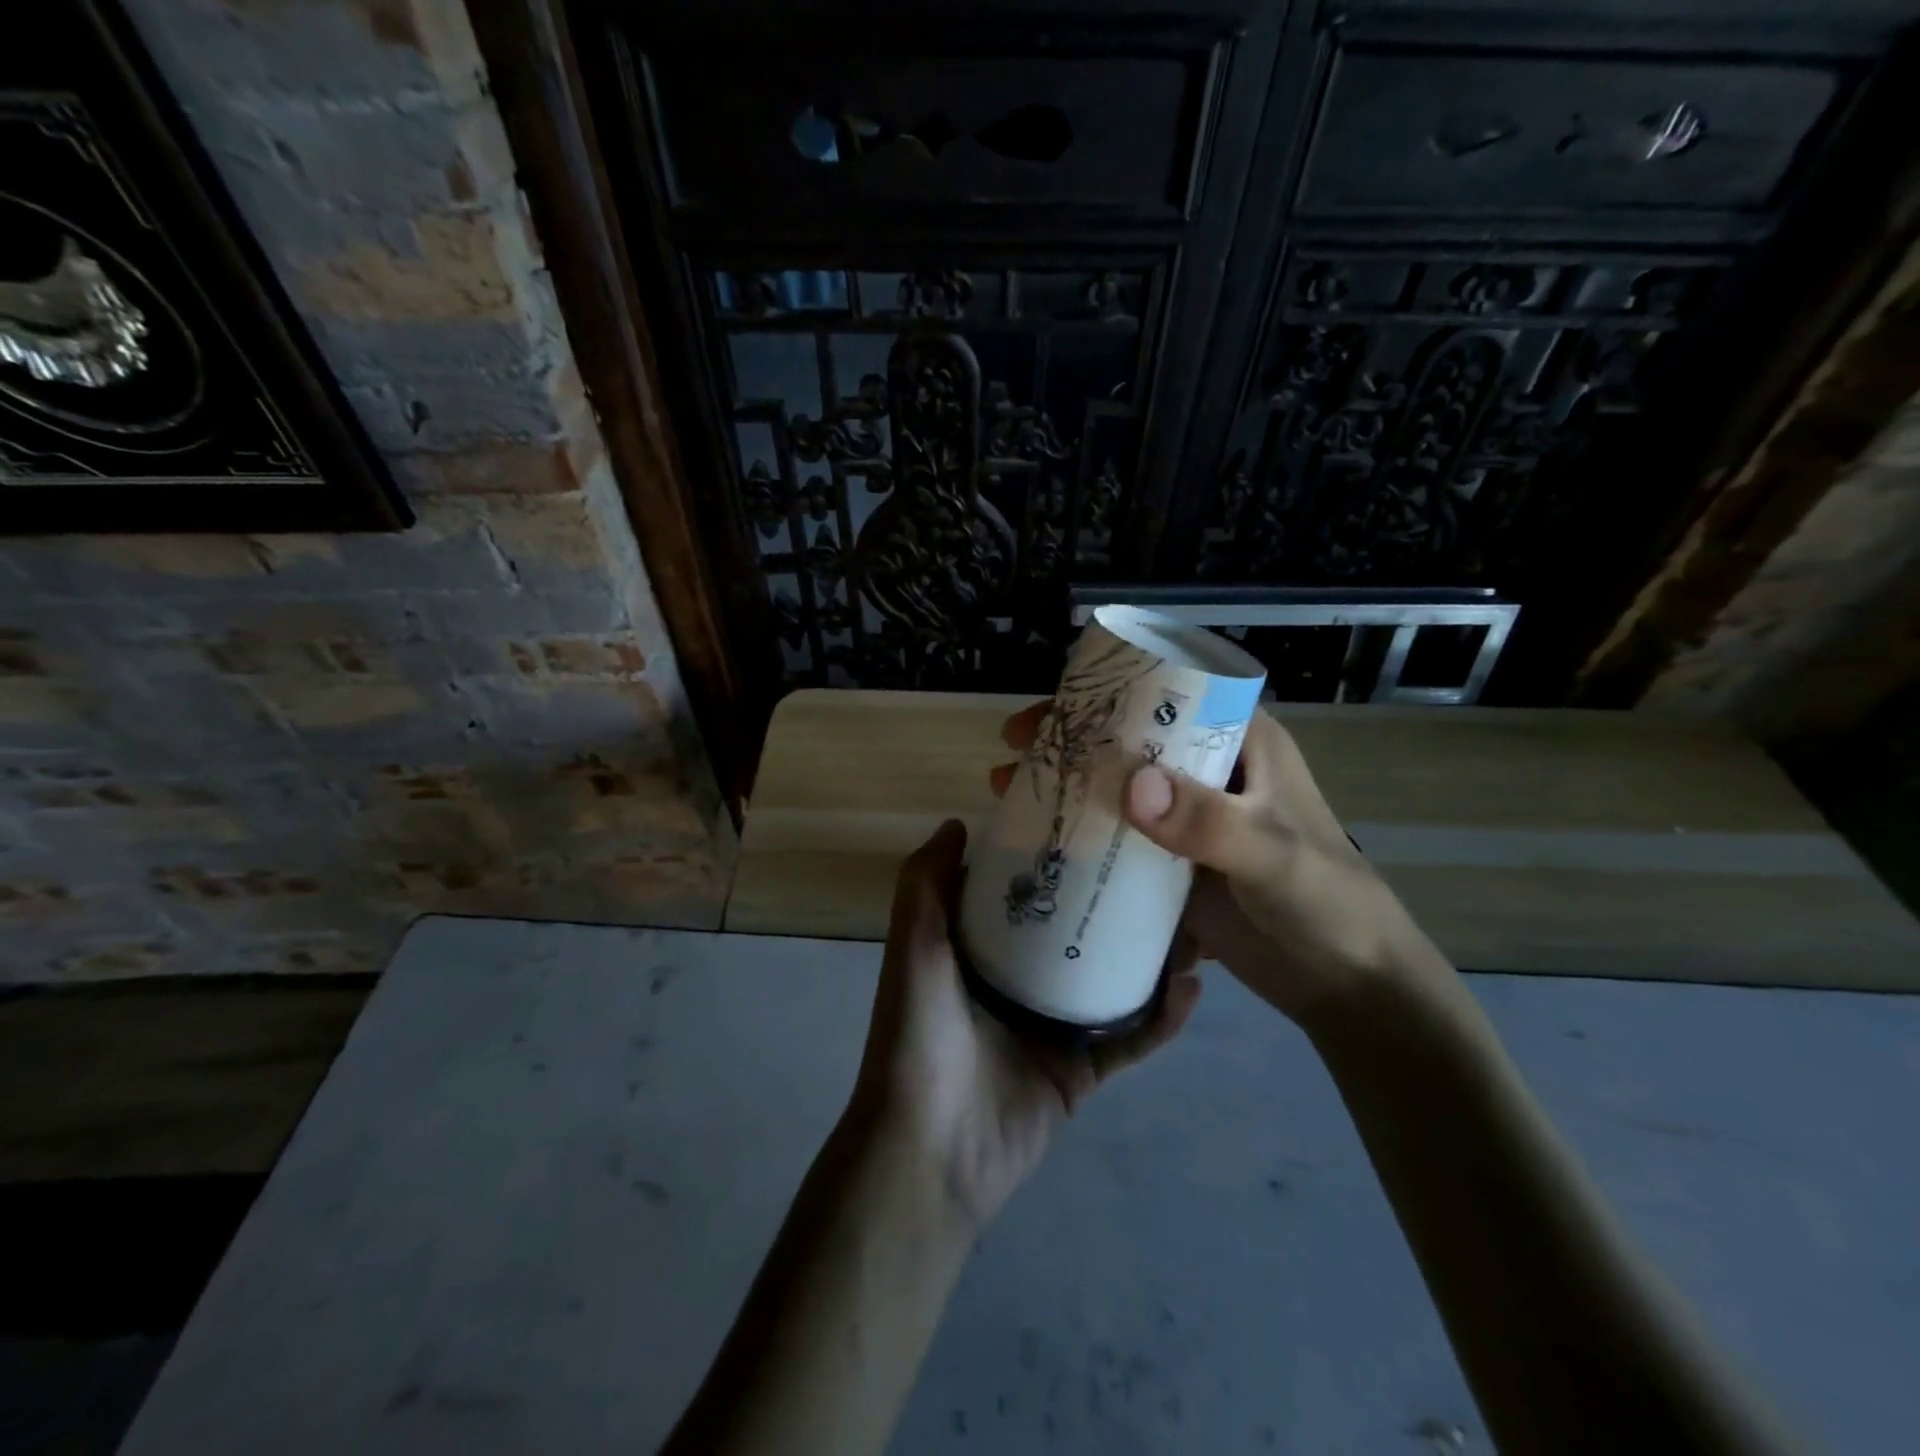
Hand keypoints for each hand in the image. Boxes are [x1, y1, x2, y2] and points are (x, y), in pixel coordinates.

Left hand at [850, 819, 1200, 1227]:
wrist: (930, 1149)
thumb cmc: (920, 1032)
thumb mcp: (915, 945)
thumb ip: (927, 882)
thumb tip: (957, 821)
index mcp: (979, 948)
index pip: (1025, 891)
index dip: (1056, 858)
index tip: (1097, 821)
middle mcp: (1017, 981)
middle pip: (1076, 933)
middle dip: (1114, 902)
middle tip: (1161, 868)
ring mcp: (1052, 1027)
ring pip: (1111, 981)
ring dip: (1149, 956)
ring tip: (1191, 921)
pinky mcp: (1081, 1071)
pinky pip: (1129, 1040)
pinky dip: (1160, 1020)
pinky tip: (1190, 989)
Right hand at [995, 703, 1448, 1022]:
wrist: (1347, 983)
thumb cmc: (1327, 903)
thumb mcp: (1273, 856)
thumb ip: (1208, 822)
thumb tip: (1127, 783)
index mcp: (1240, 742)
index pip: (1167, 696)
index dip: (1107, 694)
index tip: (1050, 710)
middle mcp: (1208, 771)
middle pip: (1129, 740)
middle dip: (1070, 740)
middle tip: (1013, 749)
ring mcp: (1187, 819)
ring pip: (1116, 788)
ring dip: (1066, 786)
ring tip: (1007, 789)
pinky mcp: (1172, 863)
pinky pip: (1117, 838)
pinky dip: (1080, 835)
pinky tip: (1038, 842)